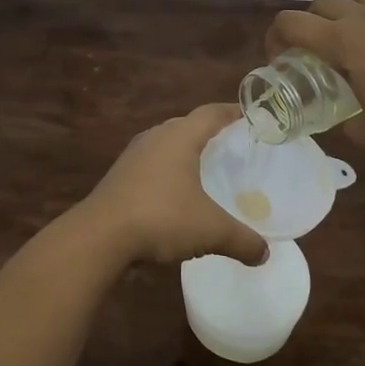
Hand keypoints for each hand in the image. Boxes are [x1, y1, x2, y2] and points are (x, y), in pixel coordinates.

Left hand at [79, 104, 268, 267]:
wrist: (100, 235)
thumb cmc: (161, 217)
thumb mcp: (210, 230)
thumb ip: (241, 240)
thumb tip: (264, 254)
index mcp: (179, 137)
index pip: (211, 113)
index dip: (232, 111)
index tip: (251, 115)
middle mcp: (155, 137)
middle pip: (188, 125)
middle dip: (210, 132)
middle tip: (233, 146)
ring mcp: (133, 155)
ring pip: (166, 144)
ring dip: (186, 152)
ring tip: (206, 168)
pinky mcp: (119, 175)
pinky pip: (152, 164)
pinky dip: (168, 171)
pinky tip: (176, 193)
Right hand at [267, 0, 364, 170]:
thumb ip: (342, 119)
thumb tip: (340, 116)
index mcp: (345, 42)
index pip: (291, 23)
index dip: (275, 39)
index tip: (280, 62)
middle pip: (321, 3)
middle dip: (306, 25)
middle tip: (311, 55)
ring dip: (342, 10)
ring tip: (349, 39)